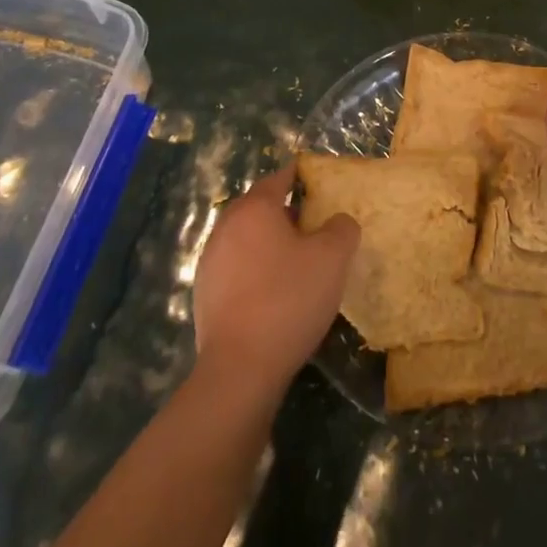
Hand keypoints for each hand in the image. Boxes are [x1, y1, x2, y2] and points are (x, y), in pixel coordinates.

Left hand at [192, 162, 358, 395]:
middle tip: (314, 226)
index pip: (278, 179)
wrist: (240, 369)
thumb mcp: (332, 258)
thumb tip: (338, 222)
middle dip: (285, 213)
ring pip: (246, 239)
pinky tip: (275, 294)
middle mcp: (226, 227)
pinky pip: (236, 269)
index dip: (299, 177)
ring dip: (269, 244)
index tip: (317, 183)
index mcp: (254, 209)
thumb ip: (342, 228)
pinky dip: (255, 271)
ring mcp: (210, 262)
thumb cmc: (288, 299)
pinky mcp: (204, 295)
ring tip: (297, 262)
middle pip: (259, 208)